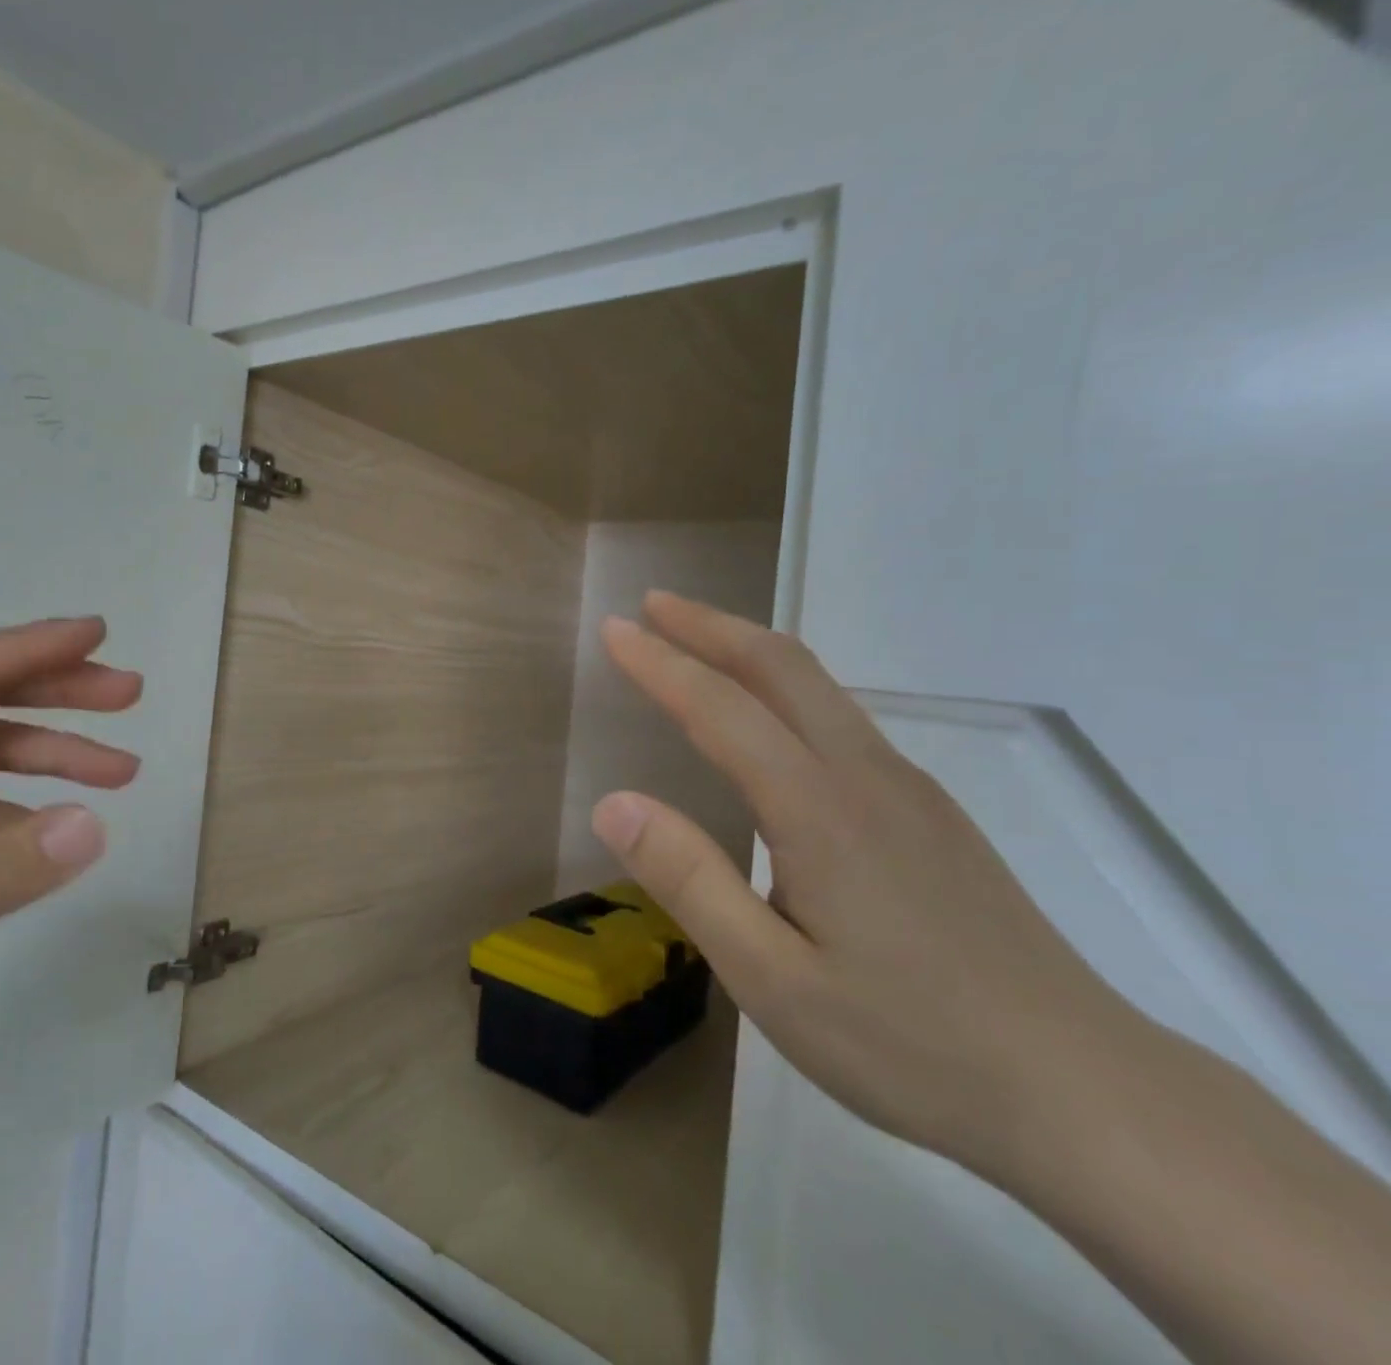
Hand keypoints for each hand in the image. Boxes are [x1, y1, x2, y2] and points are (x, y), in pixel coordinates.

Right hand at [592, 592, 1135, 1174]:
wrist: (1085, 1092)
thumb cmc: (911, 1045)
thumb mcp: (772, 980)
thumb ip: (690, 881)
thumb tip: (613, 804)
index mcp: (819, 809)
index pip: (721, 708)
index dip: (660, 663)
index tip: (613, 629)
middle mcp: (865, 776)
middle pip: (781, 667)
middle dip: (710, 625)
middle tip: (653, 605)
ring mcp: (908, 790)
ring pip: (818, 688)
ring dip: (748, 650)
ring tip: (697, 643)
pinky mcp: (930, 813)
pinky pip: (842, 720)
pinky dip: (785, 689)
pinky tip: (769, 722)